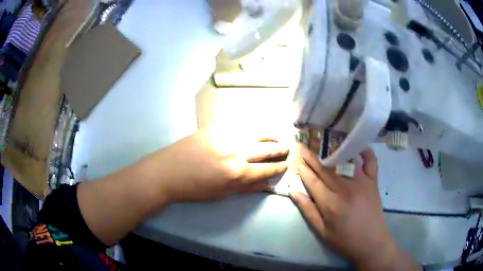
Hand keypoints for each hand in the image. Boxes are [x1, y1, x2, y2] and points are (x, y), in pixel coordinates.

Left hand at [145, 125, 288, 202]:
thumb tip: (268, 183)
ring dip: (270, 135)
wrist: (167, 172)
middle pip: (266, 149)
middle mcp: (236, 152)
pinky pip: (240, 124)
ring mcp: (226, 135)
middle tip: (287, 148)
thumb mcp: (222, 194)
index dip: (279, 167)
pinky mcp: (215, 126)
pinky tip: (257, 129)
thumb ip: (247, 188)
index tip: (286, 165)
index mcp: (238, 173)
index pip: (267, 169)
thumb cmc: (194, 189)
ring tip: (276, 137)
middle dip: (280, 149)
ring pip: (256, 132)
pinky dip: (252, 127)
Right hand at [290, 146, 418, 269]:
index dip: (303, 169)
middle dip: (312, 157)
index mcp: (330, 204)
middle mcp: (345, 189)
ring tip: (322, 142)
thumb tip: (293, 191)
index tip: (295, 157)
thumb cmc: (345, 240)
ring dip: (331, 151)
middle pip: (325, 169)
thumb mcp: (322, 231)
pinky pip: (370, 162)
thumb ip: (308, 210)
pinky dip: (365, 152)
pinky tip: (358, 145)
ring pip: (344, 162)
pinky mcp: (373, 182)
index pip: (312, 181)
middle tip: (302, 145)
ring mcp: (361, 183)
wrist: (371, 243)